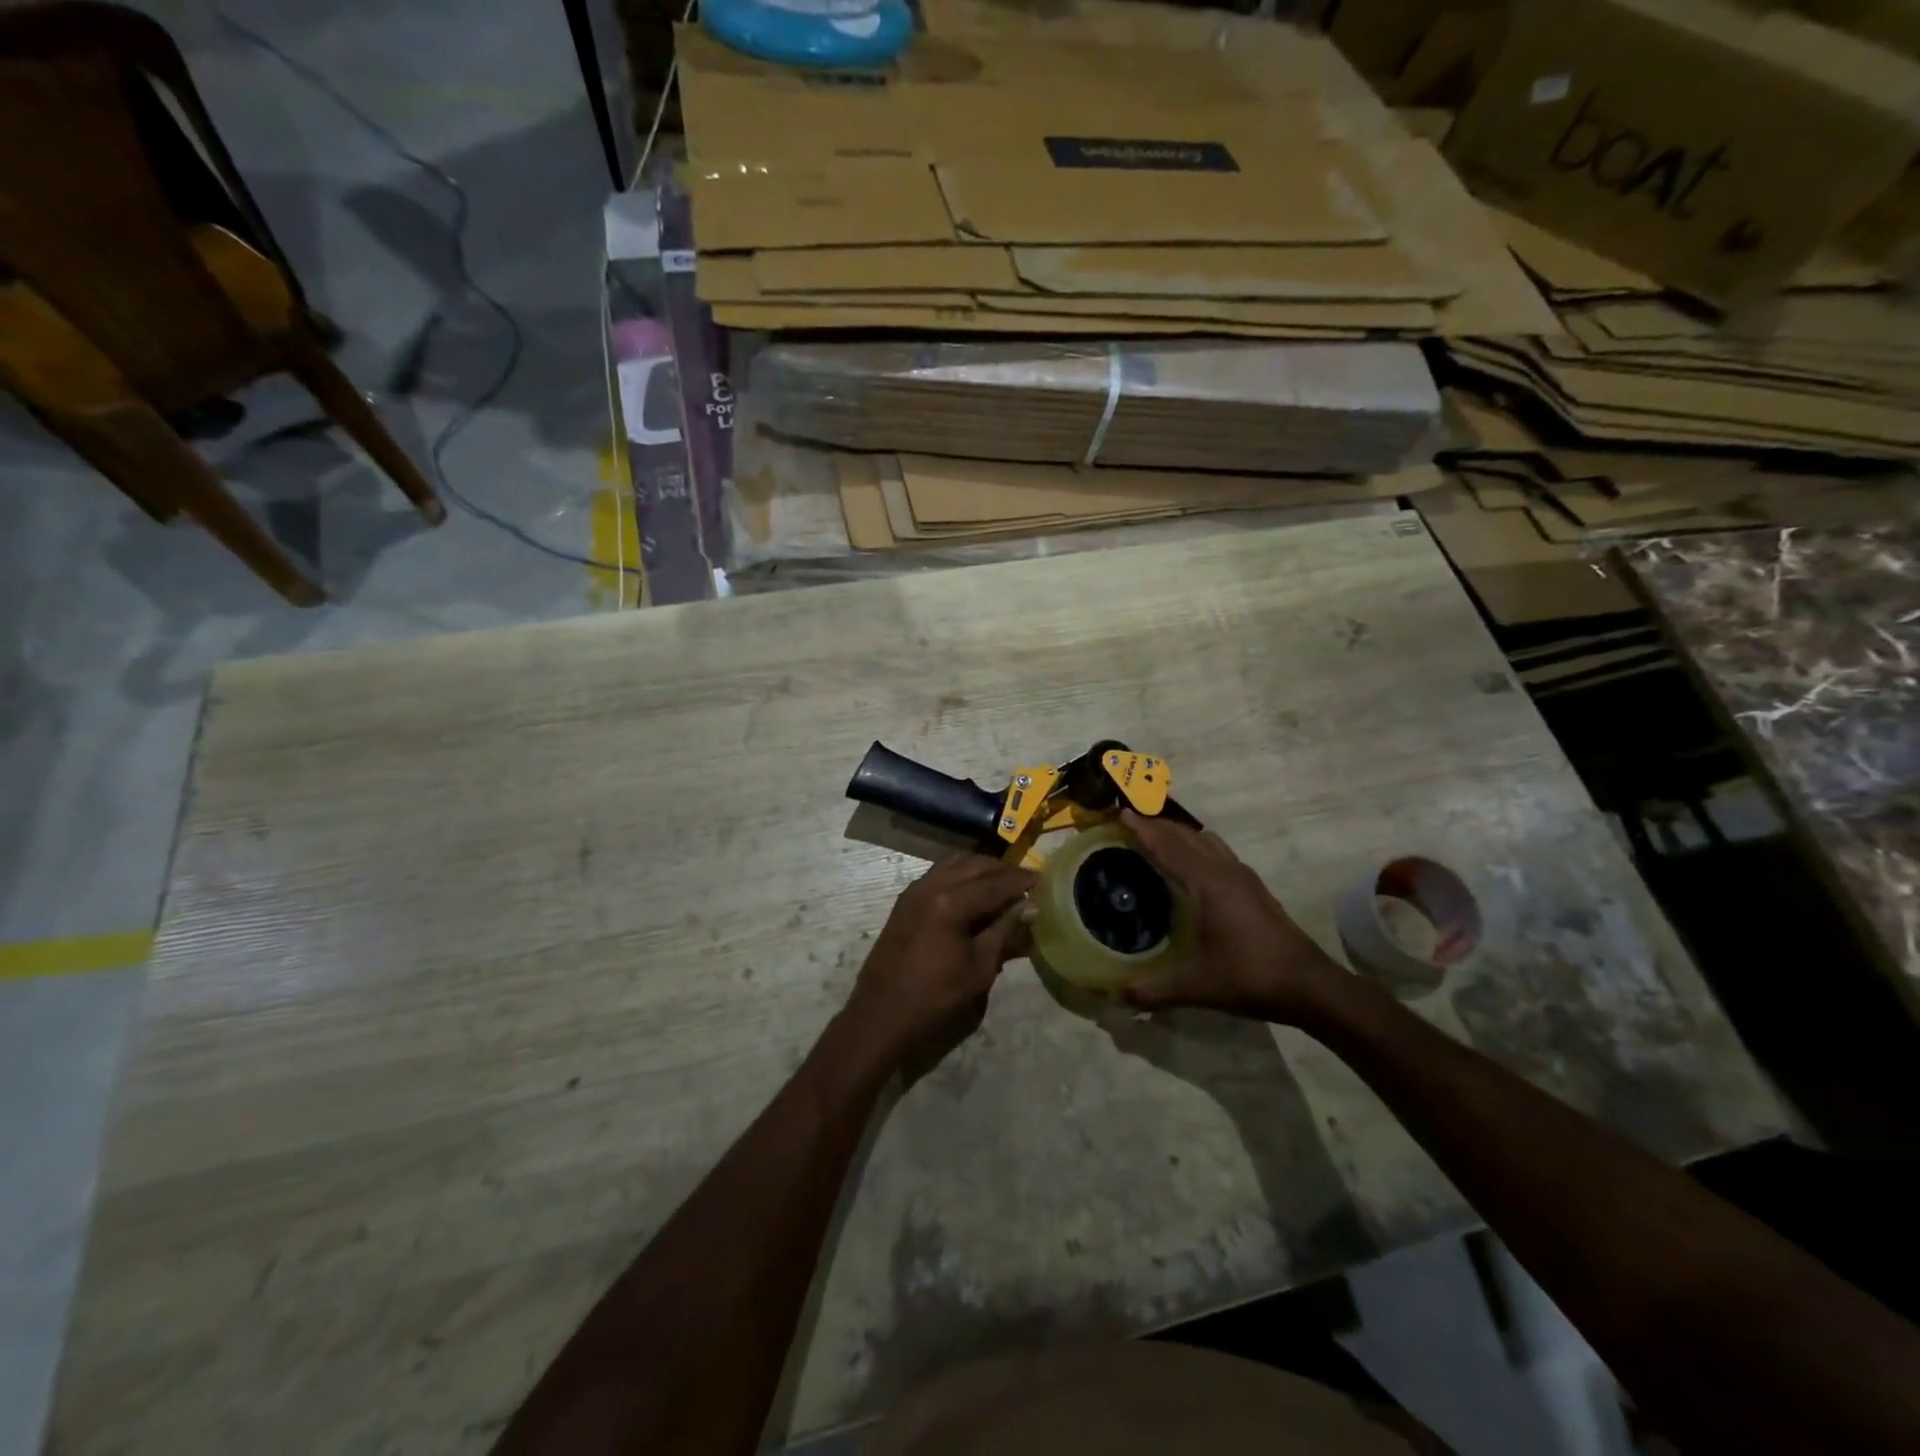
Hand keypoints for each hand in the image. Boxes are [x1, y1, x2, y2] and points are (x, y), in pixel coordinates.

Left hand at [842, 854, 1037, 1060]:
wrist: (880, 1018)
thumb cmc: (934, 1000)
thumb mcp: (979, 969)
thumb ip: (1004, 932)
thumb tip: (1031, 908)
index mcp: (950, 902)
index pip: (995, 883)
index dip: (1021, 882)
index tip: (1044, 880)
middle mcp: (930, 886)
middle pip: (974, 866)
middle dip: (1002, 871)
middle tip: (1027, 882)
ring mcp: (914, 892)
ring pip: (954, 865)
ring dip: (980, 870)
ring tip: (1003, 885)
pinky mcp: (905, 903)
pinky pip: (938, 875)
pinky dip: (960, 876)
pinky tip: (974, 893)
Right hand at [1120, 811, 1346, 1024]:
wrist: (1310, 985)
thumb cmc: (1251, 977)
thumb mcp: (1197, 986)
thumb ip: (1153, 990)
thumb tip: (1116, 997)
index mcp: (1208, 883)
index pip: (1168, 846)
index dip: (1143, 829)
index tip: (1120, 812)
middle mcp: (1225, 870)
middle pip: (1185, 835)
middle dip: (1157, 825)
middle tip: (1129, 824)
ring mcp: (1243, 876)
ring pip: (1205, 840)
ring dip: (1179, 834)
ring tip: (1156, 840)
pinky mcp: (1254, 886)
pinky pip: (1217, 852)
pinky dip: (1196, 847)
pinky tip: (1189, 868)